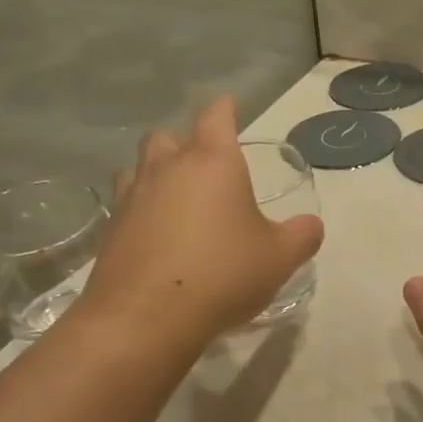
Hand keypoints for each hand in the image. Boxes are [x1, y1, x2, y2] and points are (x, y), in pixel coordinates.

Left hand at [80, 97, 323, 342]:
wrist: (147, 317)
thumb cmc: (223, 273)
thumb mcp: (280, 257)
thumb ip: (302, 235)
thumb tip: (311, 225)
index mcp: (213, 162)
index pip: (217, 116)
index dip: (225, 107)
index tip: (230, 104)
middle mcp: (168, 168)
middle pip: (169, 135)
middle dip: (186, 141)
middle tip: (204, 162)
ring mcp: (133, 196)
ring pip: (139, 165)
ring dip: (157, 170)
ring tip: (174, 194)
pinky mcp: (110, 228)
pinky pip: (126, 202)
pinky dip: (140, 207)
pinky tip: (154, 230)